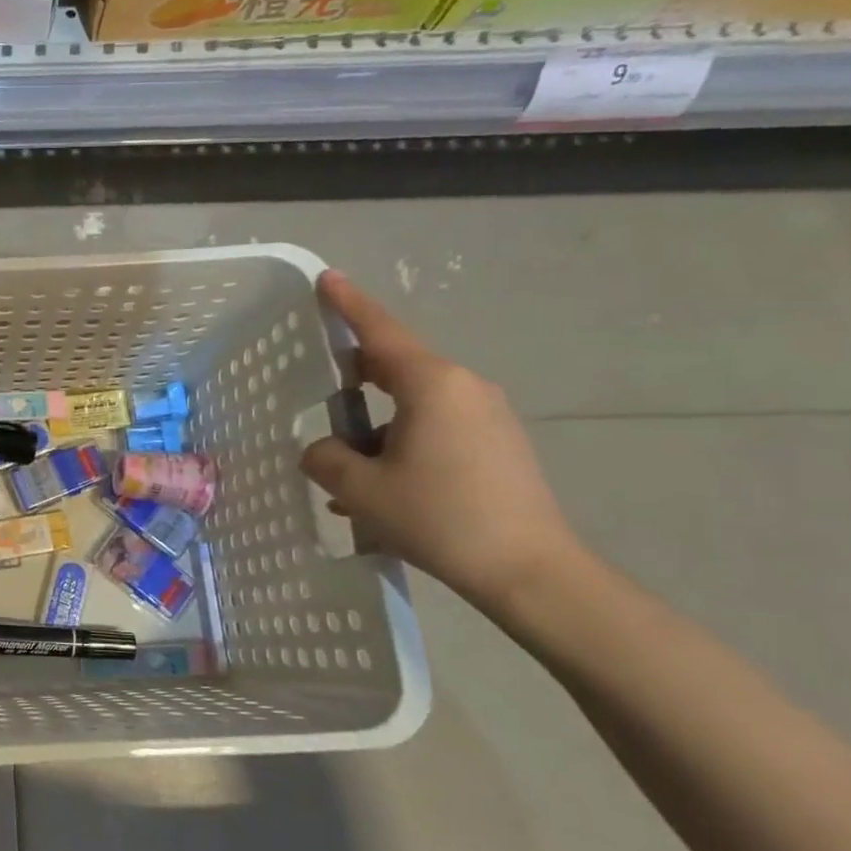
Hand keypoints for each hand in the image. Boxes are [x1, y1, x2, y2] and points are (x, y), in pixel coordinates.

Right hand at [299, 272, 578, 608]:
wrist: (529, 571)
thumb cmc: (439, 517)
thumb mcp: (362, 489)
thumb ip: (326, 458)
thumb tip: (322, 450)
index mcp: (431, 384)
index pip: (380, 331)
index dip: (349, 304)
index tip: (327, 279)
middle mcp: (464, 388)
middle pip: (396, 366)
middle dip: (356, 375)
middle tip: (321, 387)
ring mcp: (487, 416)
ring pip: (414, 404)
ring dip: (376, 425)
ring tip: (346, 466)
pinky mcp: (498, 445)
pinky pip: (436, 428)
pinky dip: (402, 443)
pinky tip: (381, 487)